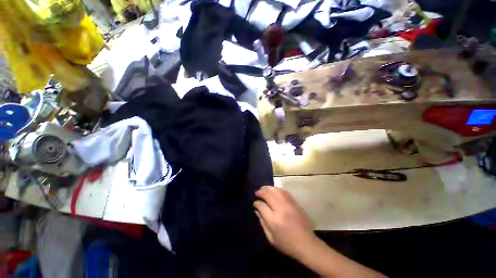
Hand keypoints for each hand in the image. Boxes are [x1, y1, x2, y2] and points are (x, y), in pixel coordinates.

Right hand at [253, 186, 316, 259]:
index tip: (255, 203)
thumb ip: (262, 222)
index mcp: (274, 220)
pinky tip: (274, 190)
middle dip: (261, 191)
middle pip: (268, 194)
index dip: (256, 203)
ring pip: (276, 190)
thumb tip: (257, 210)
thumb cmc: (287, 244)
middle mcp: (281, 209)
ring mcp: (289, 204)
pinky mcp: (295, 203)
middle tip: (257, 193)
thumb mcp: (271, 238)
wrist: (307, 244)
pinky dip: (277, 189)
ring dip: (268, 188)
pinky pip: (284, 191)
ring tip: (264, 189)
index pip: (262, 205)